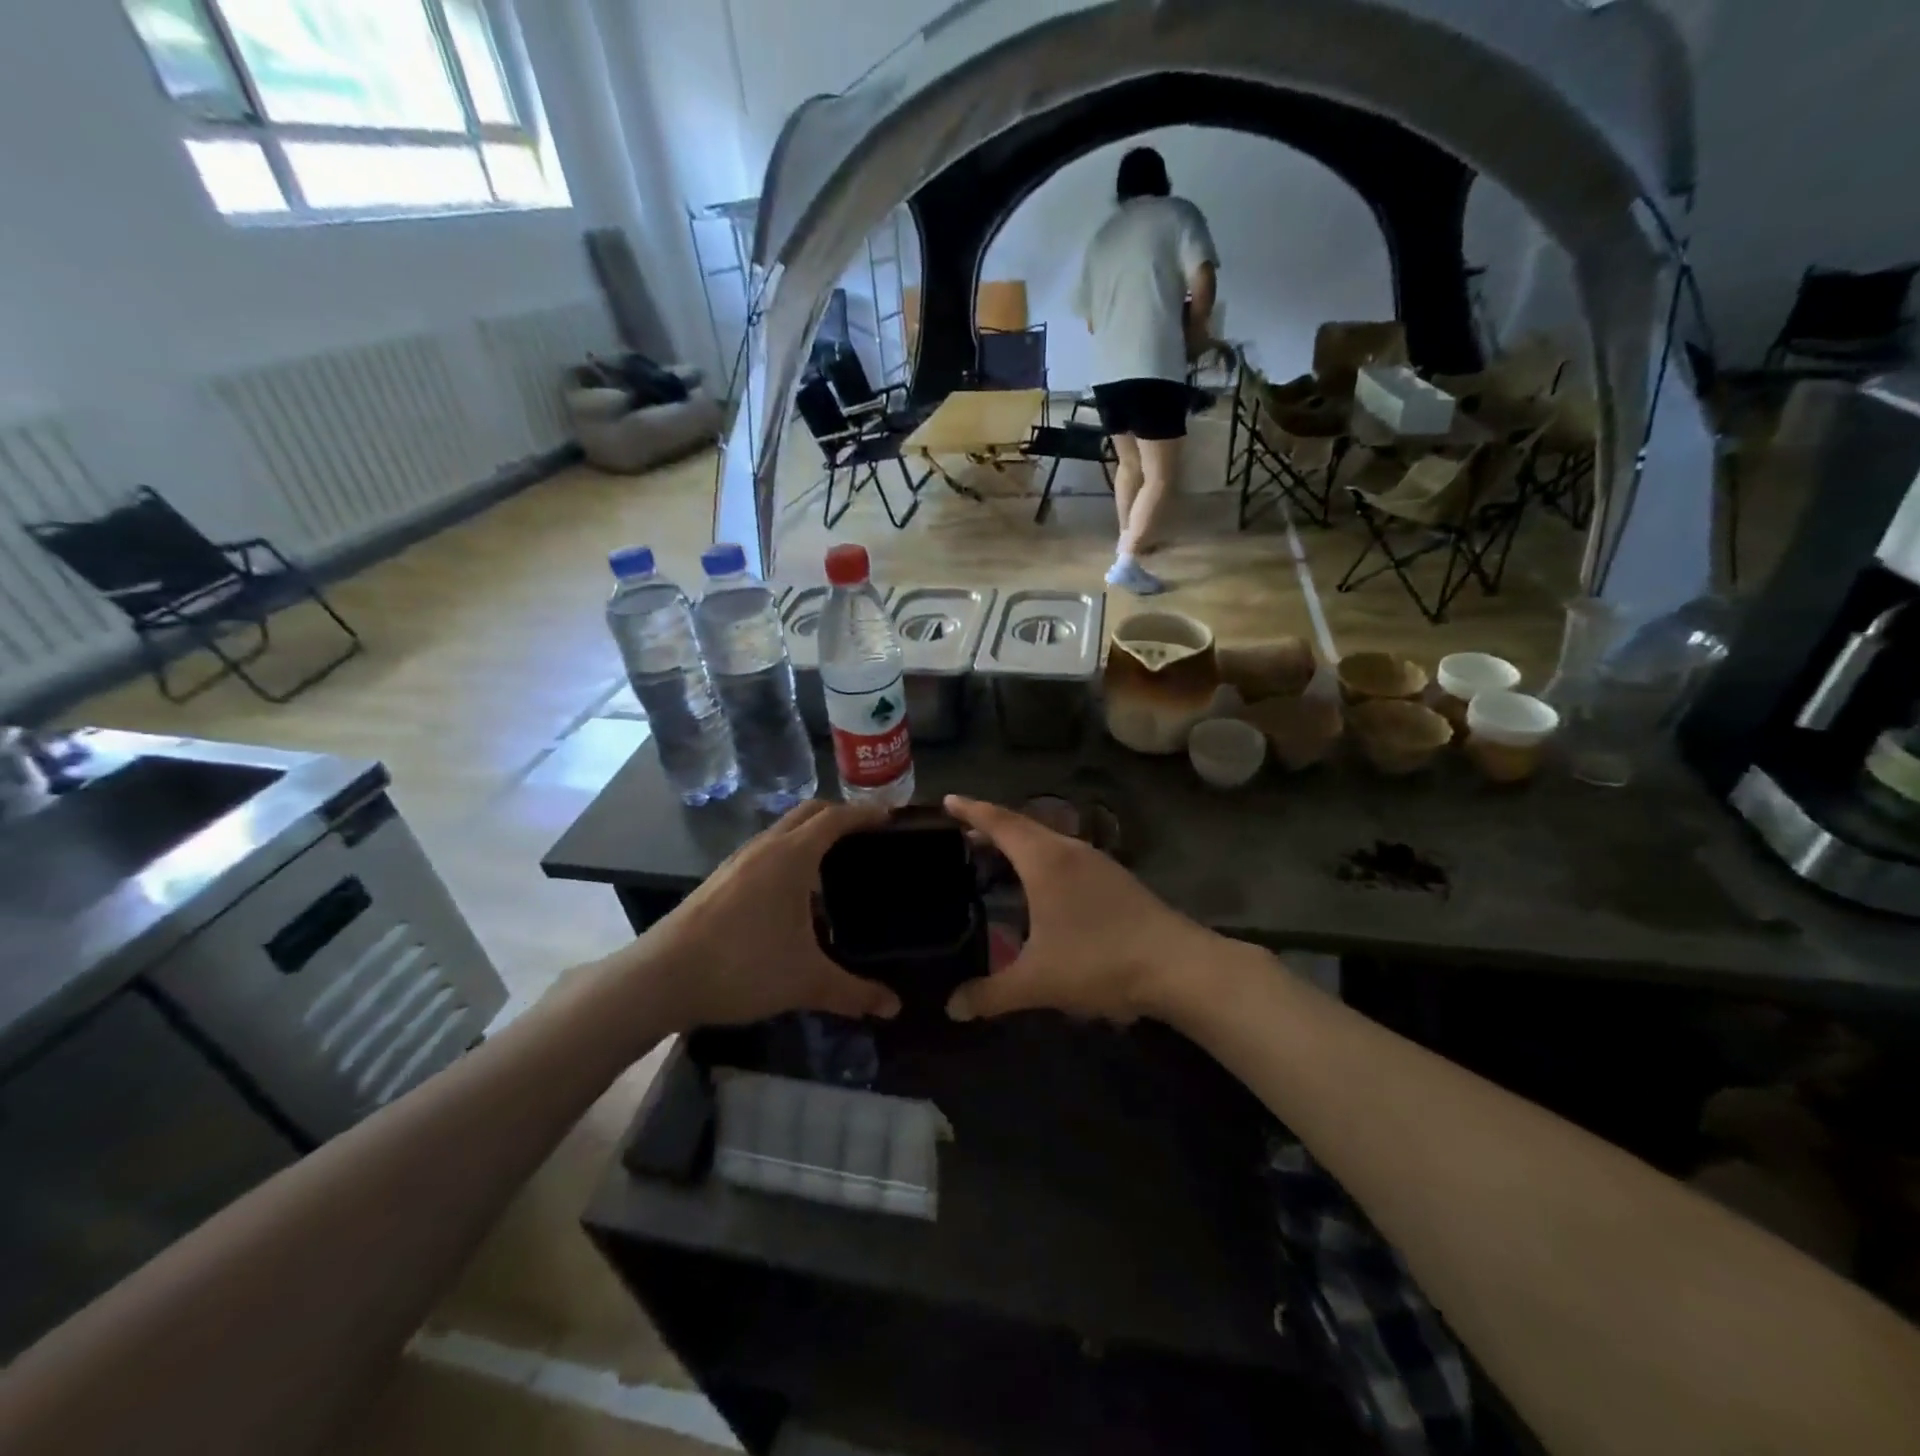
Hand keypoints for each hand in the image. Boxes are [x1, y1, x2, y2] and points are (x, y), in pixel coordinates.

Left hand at [633, 802, 902, 1030]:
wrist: (659, 978)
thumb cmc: (742, 966)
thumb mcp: (806, 981)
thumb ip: (854, 992)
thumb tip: (894, 1007)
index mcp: (792, 856)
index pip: (836, 818)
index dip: (865, 814)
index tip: (890, 818)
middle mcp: (765, 847)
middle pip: (809, 813)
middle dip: (839, 816)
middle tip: (866, 836)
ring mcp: (737, 861)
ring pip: (782, 831)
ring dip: (810, 835)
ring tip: (834, 865)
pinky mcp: (720, 879)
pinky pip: (765, 851)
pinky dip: (788, 855)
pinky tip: (793, 895)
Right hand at [941, 795, 1224, 1023]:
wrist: (1177, 966)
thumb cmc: (1100, 962)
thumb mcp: (1038, 982)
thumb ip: (991, 994)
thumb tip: (952, 1007)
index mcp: (1045, 861)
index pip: (1000, 823)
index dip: (971, 810)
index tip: (947, 800)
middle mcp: (1070, 851)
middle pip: (1023, 826)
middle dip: (991, 826)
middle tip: (962, 833)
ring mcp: (1097, 863)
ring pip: (1047, 841)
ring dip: (1019, 843)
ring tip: (996, 857)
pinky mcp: (1115, 879)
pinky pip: (1065, 856)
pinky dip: (1041, 858)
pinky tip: (1041, 887)